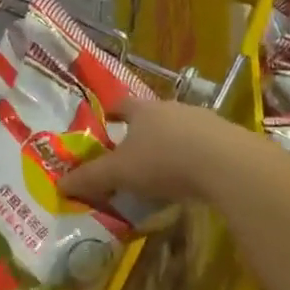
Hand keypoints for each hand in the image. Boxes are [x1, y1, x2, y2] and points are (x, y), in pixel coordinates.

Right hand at [60, 98, 251, 206]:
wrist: (228, 164)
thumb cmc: (164, 160)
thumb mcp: (120, 173)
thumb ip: (91, 178)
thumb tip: (60, 184)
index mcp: (142, 110)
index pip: (120, 104)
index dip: (111, 113)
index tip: (105, 122)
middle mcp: (172, 107)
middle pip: (152, 116)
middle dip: (142, 132)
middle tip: (132, 153)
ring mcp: (204, 120)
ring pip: (180, 129)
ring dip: (172, 145)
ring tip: (165, 169)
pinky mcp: (229, 138)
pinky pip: (205, 145)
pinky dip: (196, 158)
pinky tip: (195, 178)